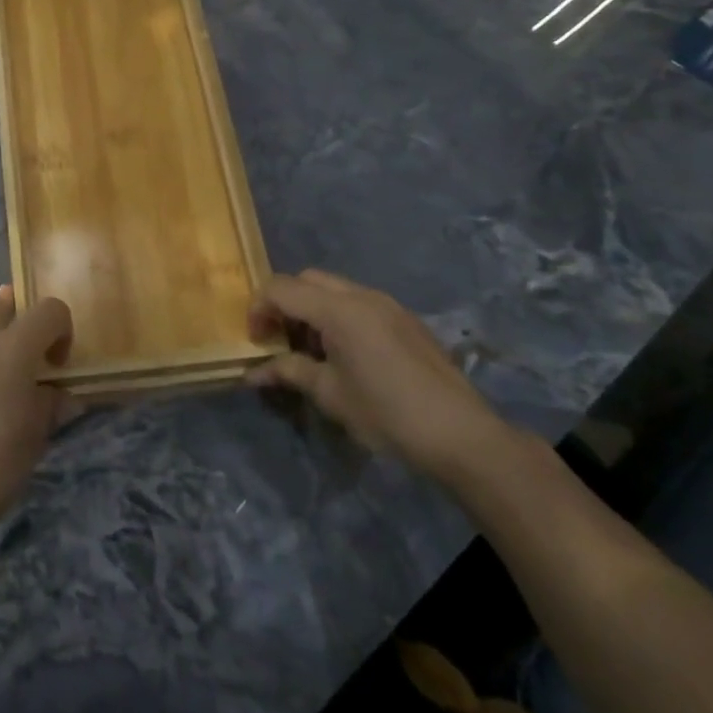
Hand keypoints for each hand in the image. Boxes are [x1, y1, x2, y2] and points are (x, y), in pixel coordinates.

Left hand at [0, 286, 73, 545]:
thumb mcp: (38, 434)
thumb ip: (50, 402)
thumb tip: (57, 394)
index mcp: (13, 348)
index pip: (49, 310)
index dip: (62, 329)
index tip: (59, 364)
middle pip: (1, 305)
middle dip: (20, 318)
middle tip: (30, 355)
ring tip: (2, 383)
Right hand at [247, 269, 511, 482]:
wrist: (460, 433)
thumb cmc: (386, 414)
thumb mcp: (329, 394)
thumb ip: (289, 372)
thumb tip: (253, 373)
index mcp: (338, 310)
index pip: (281, 288)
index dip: (259, 309)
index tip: (256, 341)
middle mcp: (362, 295)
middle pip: (307, 279)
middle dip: (285, 303)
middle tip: (279, 340)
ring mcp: (388, 304)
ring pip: (334, 288)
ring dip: (312, 308)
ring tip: (311, 351)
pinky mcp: (405, 319)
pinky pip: (359, 302)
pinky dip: (338, 315)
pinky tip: (346, 355)